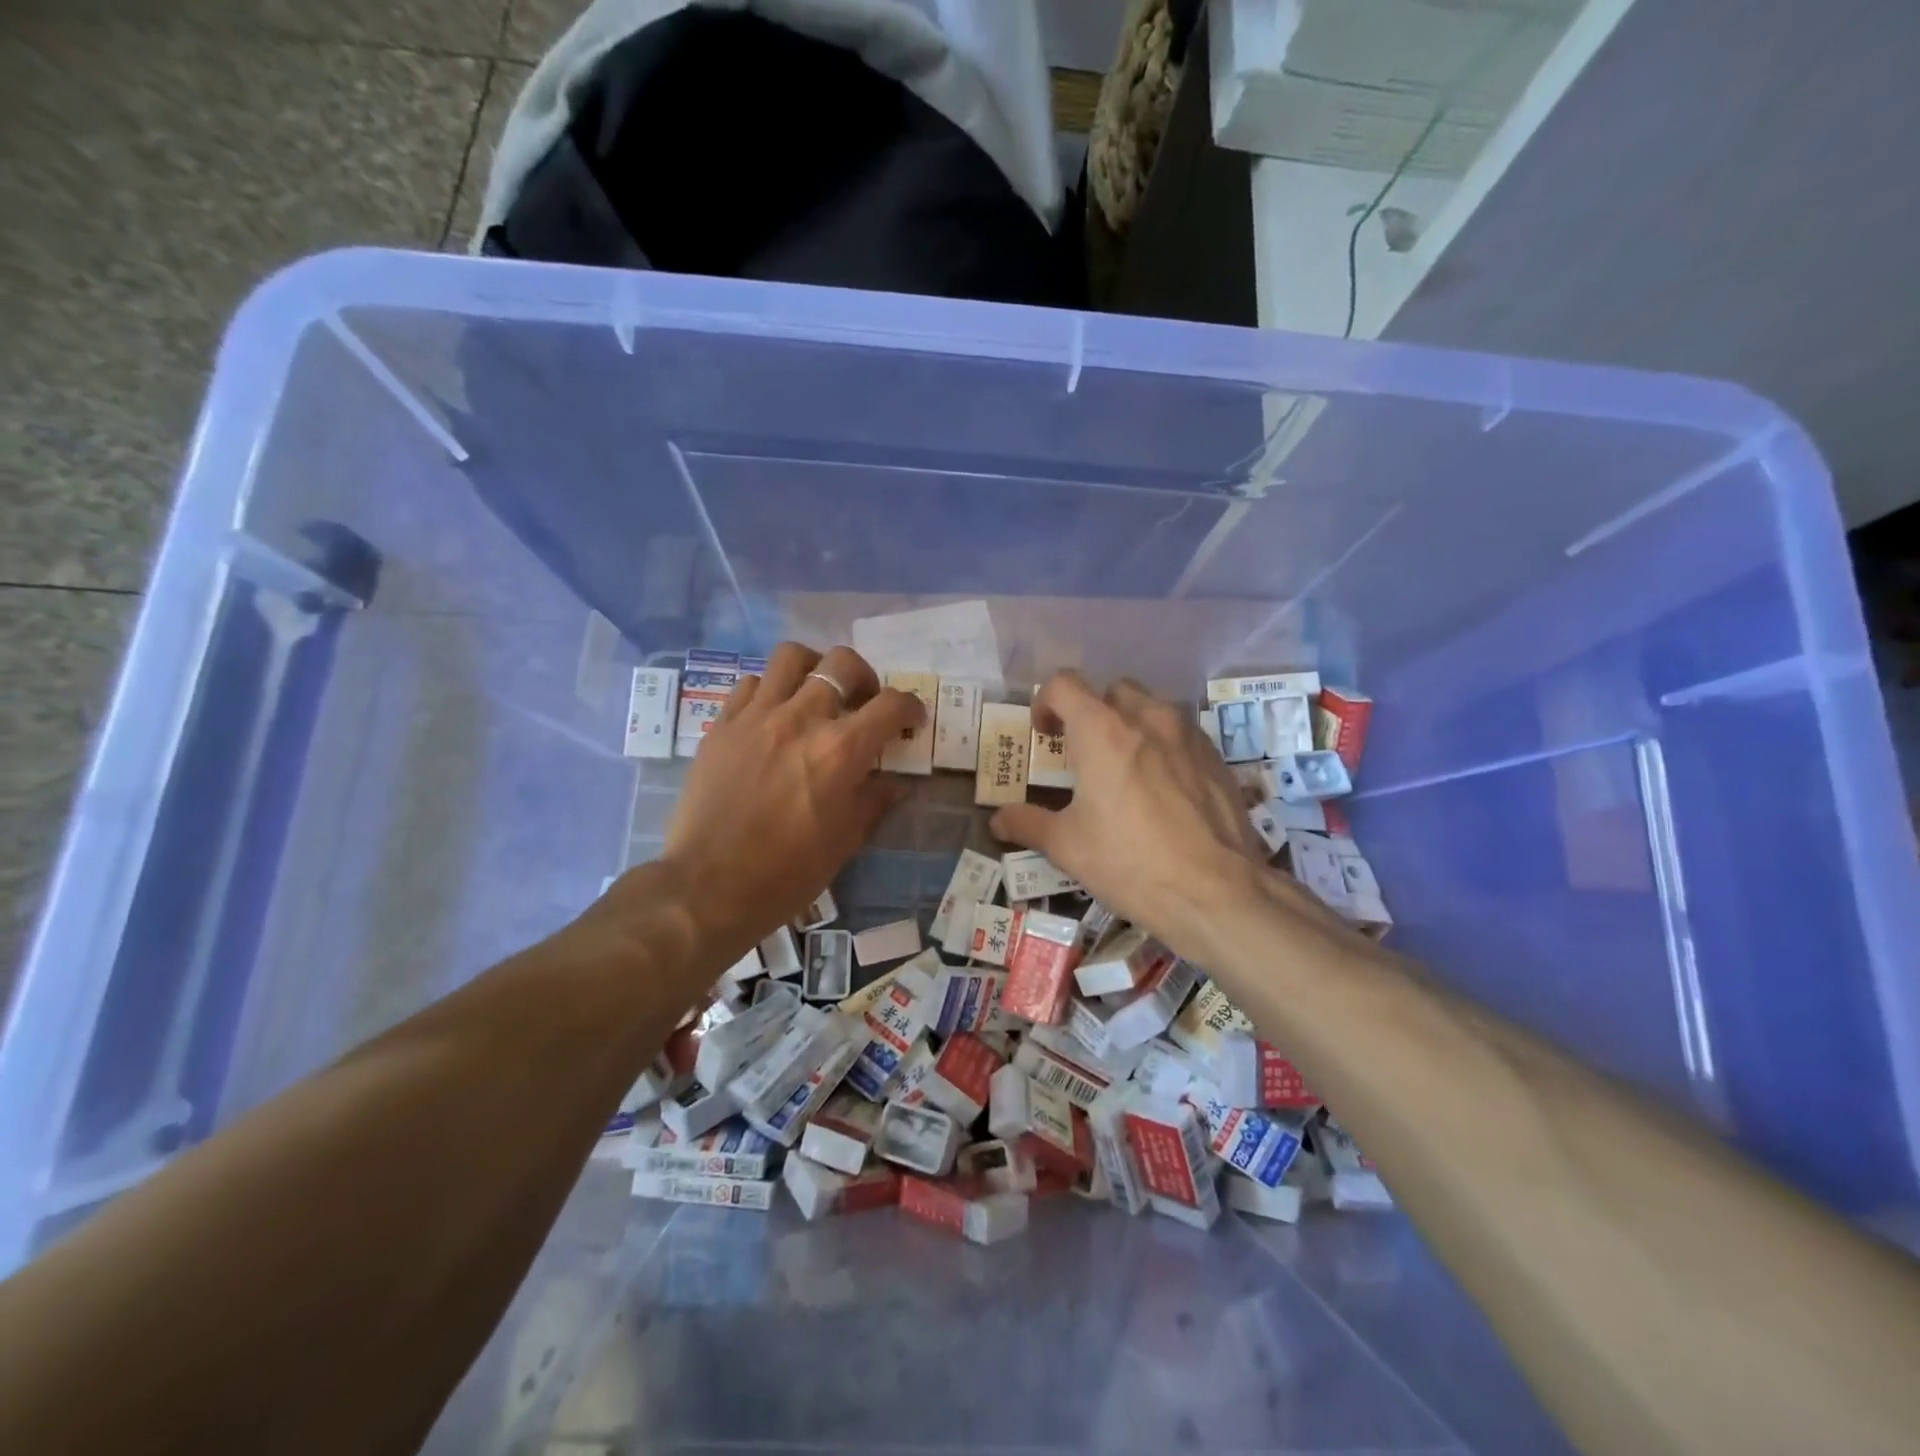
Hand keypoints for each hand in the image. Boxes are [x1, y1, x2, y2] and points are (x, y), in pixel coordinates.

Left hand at [605, 643, 922, 974]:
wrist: (708, 887)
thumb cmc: (787, 873)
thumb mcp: (846, 841)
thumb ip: (874, 801)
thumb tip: (894, 782)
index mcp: (840, 750)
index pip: (890, 705)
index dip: (910, 706)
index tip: (911, 719)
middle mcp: (801, 719)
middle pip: (841, 663)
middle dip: (864, 677)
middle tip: (863, 702)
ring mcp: (756, 717)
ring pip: (791, 657)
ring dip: (814, 669)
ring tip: (815, 694)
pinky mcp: (722, 725)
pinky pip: (751, 684)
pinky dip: (770, 691)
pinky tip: (773, 716)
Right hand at [990, 673, 1321, 954]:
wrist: (1217, 894)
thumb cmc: (1130, 863)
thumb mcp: (1068, 847)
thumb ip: (1028, 824)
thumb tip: (999, 820)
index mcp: (1102, 731)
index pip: (1065, 684)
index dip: (1046, 701)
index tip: (1044, 733)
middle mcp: (1147, 718)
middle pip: (1111, 691)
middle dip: (1092, 712)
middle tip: (1082, 753)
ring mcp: (1188, 735)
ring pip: (1151, 709)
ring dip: (1130, 726)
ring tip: (1124, 770)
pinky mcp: (1217, 757)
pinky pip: (1181, 734)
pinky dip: (1163, 747)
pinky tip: (1163, 790)